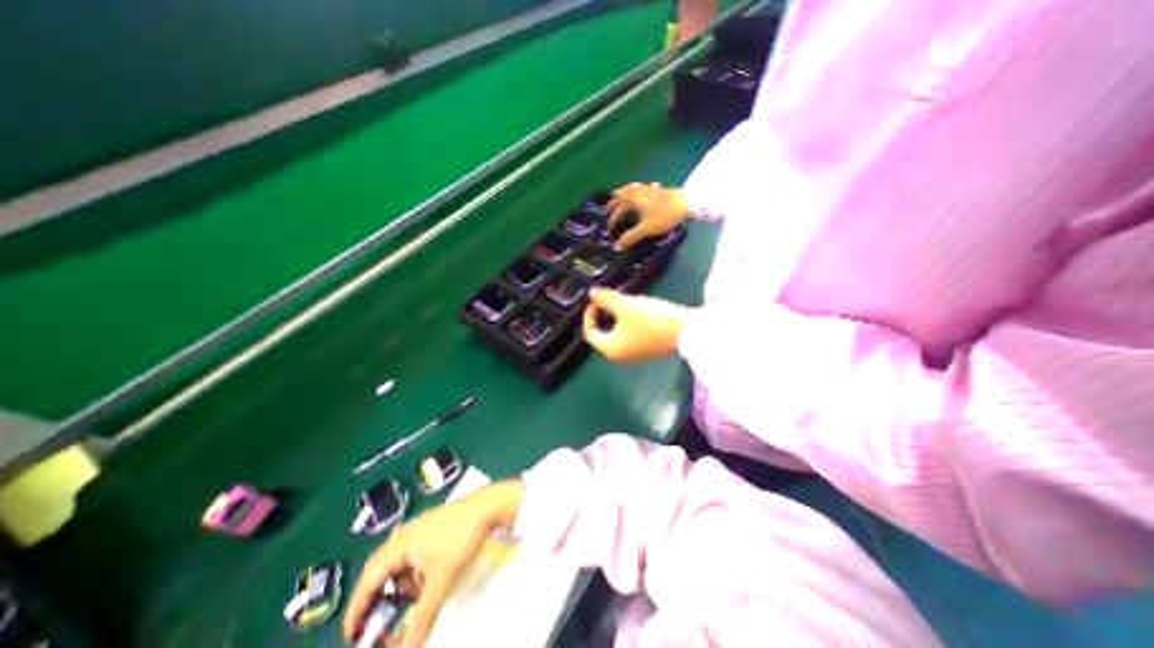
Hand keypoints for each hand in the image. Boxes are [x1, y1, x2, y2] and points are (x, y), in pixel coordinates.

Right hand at [343, 484, 522, 643]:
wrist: (487, 507)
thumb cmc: (459, 541)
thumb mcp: (440, 583)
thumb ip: (420, 620)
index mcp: (397, 545)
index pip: (367, 581)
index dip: (356, 610)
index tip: (353, 636)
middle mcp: (403, 534)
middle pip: (380, 570)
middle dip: (376, 599)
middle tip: (377, 624)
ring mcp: (419, 527)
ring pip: (399, 562)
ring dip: (399, 586)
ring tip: (408, 605)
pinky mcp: (433, 525)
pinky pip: (414, 553)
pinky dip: (414, 572)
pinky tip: (426, 582)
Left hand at [581, 289, 688, 363]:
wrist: (687, 331)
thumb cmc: (651, 320)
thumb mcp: (625, 305)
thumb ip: (605, 298)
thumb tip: (592, 293)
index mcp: (610, 349)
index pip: (589, 332)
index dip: (589, 314)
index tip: (597, 299)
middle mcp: (619, 356)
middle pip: (602, 334)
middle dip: (603, 314)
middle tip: (610, 299)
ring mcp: (634, 355)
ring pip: (616, 334)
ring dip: (615, 318)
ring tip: (623, 302)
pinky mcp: (646, 350)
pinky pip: (628, 336)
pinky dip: (626, 323)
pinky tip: (636, 311)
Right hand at [607, 184, 688, 251]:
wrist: (687, 203)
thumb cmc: (664, 216)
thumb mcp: (646, 229)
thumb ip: (631, 237)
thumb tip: (617, 246)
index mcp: (633, 199)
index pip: (617, 209)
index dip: (612, 220)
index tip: (610, 230)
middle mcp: (639, 191)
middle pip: (623, 194)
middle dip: (615, 201)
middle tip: (609, 208)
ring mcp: (650, 189)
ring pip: (634, 189)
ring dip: (626, 193)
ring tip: (622, 197)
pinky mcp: (660, 191)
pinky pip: (647, 188)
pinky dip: (642, 190)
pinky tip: (646, 190)